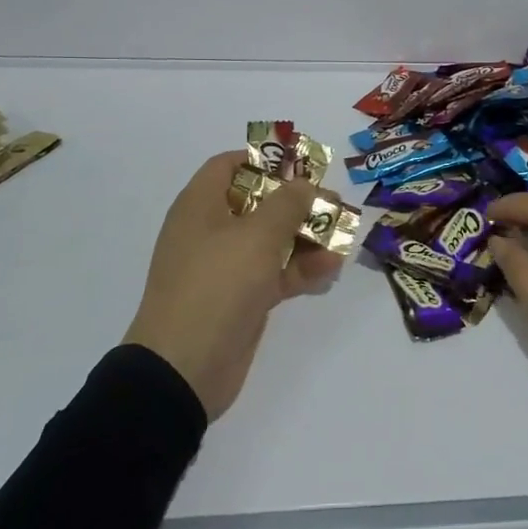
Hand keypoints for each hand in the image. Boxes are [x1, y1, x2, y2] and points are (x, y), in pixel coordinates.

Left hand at [123, 151, 343, 420]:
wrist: (184, 368)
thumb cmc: (217, 284)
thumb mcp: (257, 236)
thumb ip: (287, 203)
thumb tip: (304, 184)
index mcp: (201, 205)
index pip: (230, 165)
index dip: (265, 160)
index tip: (301, 166)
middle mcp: (210, 230)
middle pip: (257, 202)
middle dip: (297, 201)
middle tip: (334, 202)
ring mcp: (225, 267)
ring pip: (270, 239)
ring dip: (305, 236)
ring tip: (343, 234)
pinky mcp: (240, 299)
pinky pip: (274, 273)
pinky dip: (300, 268)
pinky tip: (332, 267)